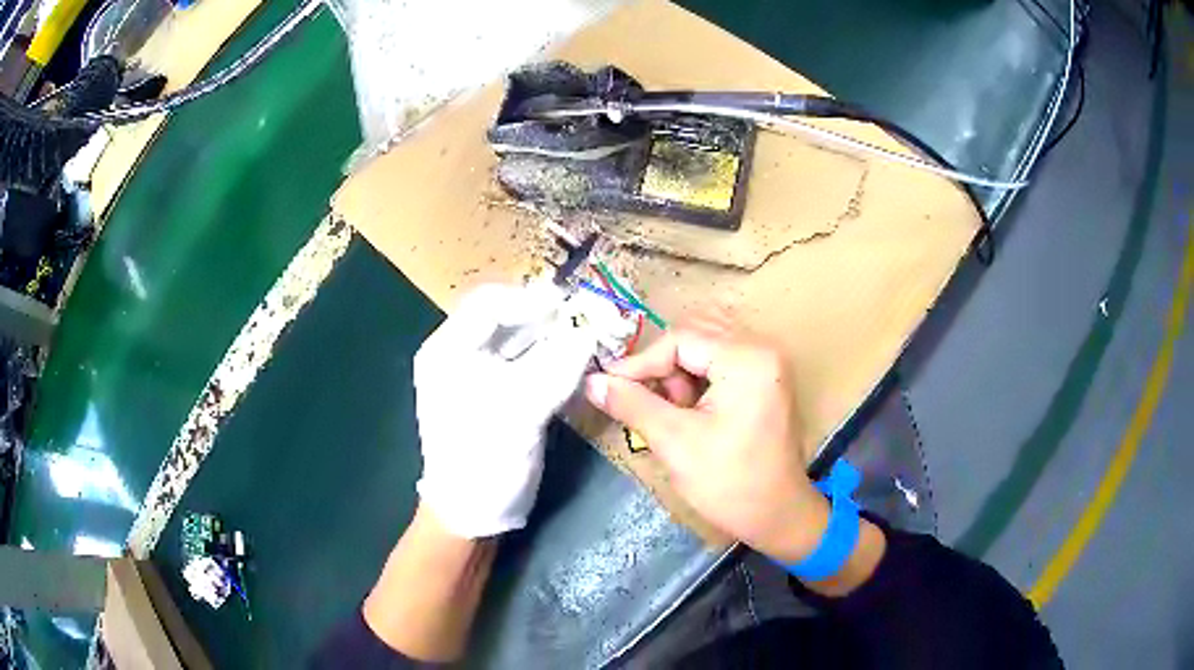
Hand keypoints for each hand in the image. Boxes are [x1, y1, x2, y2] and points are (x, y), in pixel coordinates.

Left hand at [414, 283, 596, 537]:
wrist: (472, 514)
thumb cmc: (484, 459)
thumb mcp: (520, 411)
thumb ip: (556, 366)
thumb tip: (590, 330)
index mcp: (447, 351)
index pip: (487, 304)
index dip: (529, 300)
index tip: (570, 306)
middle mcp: (458, 355)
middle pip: (502, 318)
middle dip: (543, 317)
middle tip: (583, 318)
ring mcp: (477, 376)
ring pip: (517, 340)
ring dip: (550, 336)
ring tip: (584, 336)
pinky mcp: (498, 395)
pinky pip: (525, 364)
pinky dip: (549, 359)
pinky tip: (573, 362)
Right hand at [584, 317, 829, 562]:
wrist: (778, 516)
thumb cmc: (730, 483)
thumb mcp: (676, 442)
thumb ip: (632, 404)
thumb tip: (592, 382)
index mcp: (747, 358)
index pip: (680, 339)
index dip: (640, 363)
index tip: (608, 387)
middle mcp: (763, 349)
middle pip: (694, 336)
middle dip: (662, 368)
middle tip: (646, 404)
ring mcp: (768, 363)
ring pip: (705, 348)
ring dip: (678, 374)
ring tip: (672, 414)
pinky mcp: (766, 379)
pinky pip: (721, 362)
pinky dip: (697, 381)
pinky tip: (690, 413)